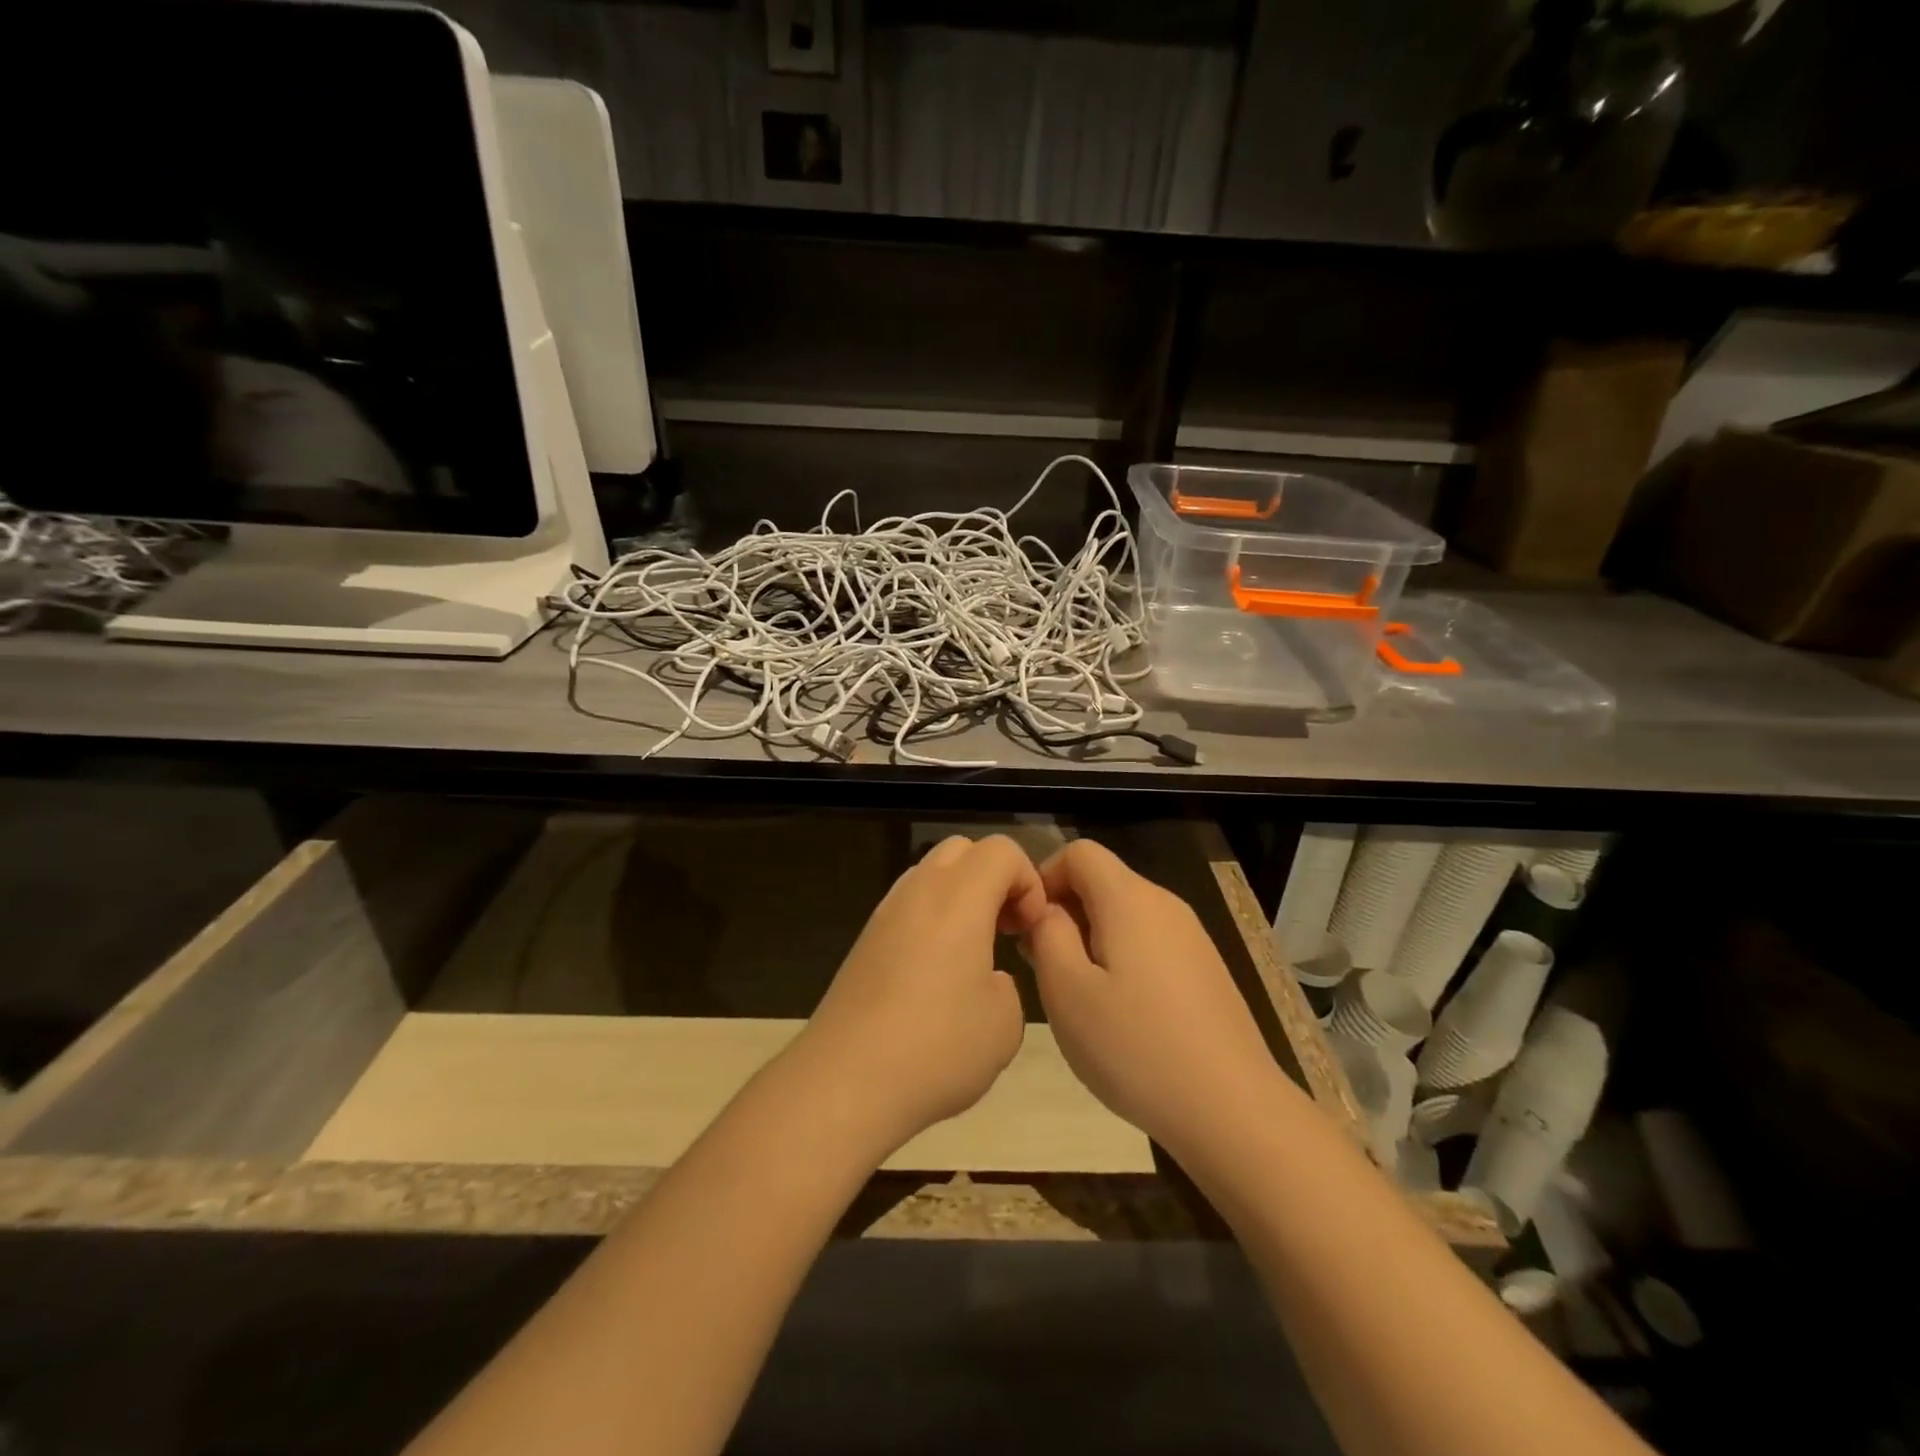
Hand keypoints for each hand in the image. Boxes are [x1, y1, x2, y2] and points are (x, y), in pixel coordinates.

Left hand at [793, 835, 1047, 1156]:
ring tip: (972, 955)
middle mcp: (919, 891)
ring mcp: (884, 913)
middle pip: (963, 850)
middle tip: (1005, 931)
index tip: (1029, 930)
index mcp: (960, 897)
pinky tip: (935, 977)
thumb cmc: (937, 1047)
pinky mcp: (864, 941)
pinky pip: (908, 908)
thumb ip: (1008, 985)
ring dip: (961, 899)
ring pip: (931, 876)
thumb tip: (986, 978)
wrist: (844, 1081)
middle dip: (994, 879)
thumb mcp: (1005, 1024)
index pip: (1003, 850)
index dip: (1029, 882)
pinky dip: (932, 921)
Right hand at [1022, 840, 1282, 1153]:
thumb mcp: (1067, 991)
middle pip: (1103, 882)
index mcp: (1129, 899)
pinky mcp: (1205, 969)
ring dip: (1091, 940)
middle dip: (1065, 913)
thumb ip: (1047, 935)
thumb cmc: (1135, 1046)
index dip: (1044, 877)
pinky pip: (1150, 942)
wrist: (1232, 1109)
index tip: (1027, 926)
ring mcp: (1191, 937)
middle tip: (1045, 969)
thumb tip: (1047, 911)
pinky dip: (1122, 959)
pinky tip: (1120, 1014)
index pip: (1079, 852)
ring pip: (1125, 915)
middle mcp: (1164, 904)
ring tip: (1079, 996)